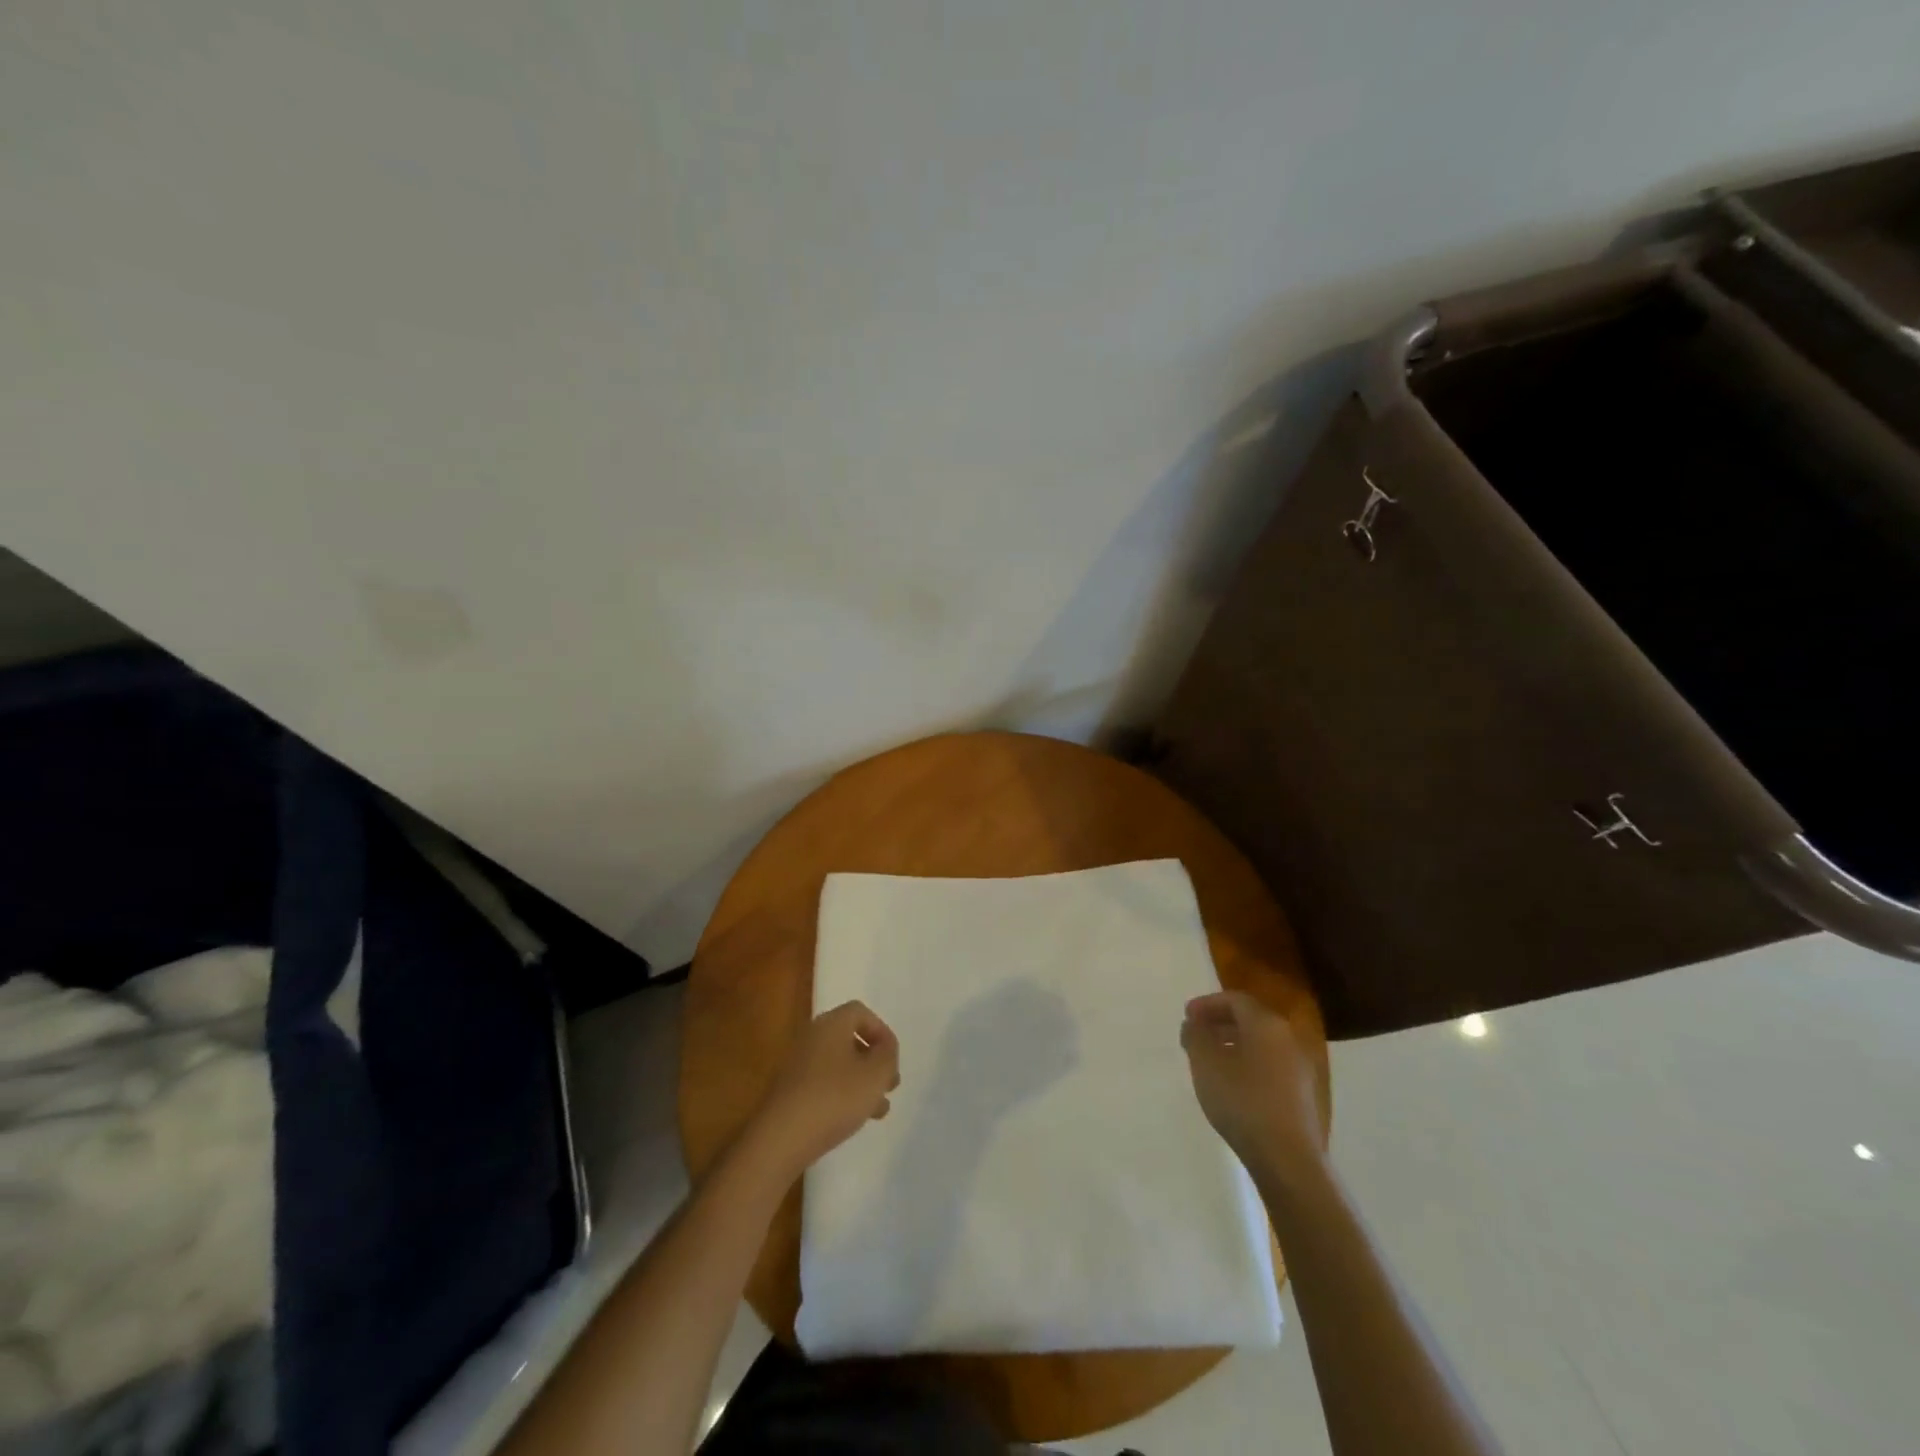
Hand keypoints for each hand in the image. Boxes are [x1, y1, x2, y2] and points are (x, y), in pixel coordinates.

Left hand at [748, 1001, 899, 1177]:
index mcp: (831, 1024)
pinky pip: (823, 1083)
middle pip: (850, 1039)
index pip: (861, 1012)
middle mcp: (811, 1037)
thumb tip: (885, 1047)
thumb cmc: (834, 1098)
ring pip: (838, 1064)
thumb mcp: (875, 1075)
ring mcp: (797, 1065)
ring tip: (877, 1110)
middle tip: (889, 1085)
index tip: (892, 1059)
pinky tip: (852, 1119)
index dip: (882, 1032)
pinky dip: (842, 1094)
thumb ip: (888, 1055)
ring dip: (861, 1082)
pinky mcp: (789, 1091)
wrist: (780, 1138)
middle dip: (874, 1061)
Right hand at [1181, 990, 1323, 1181]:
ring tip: (1210, 1060)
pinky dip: (1248, 1063)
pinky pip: (1270, 1064)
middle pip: (1250, 1019)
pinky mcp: (1302, 1093)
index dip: (1207, 1004)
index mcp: (1266, 1024)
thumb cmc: (1242, 1101)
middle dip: (1220, 1022)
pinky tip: (1233, 1084)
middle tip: (1196, 1034)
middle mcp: (1288, 1038)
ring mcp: (1299, 1067)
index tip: (1186, 1016)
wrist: (1288, 1158)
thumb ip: (1195, 1036)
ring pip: (1261, 1043)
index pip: (1235, 999)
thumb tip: (1194, 1024)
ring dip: (1234, 1043)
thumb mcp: (1206, 1064)